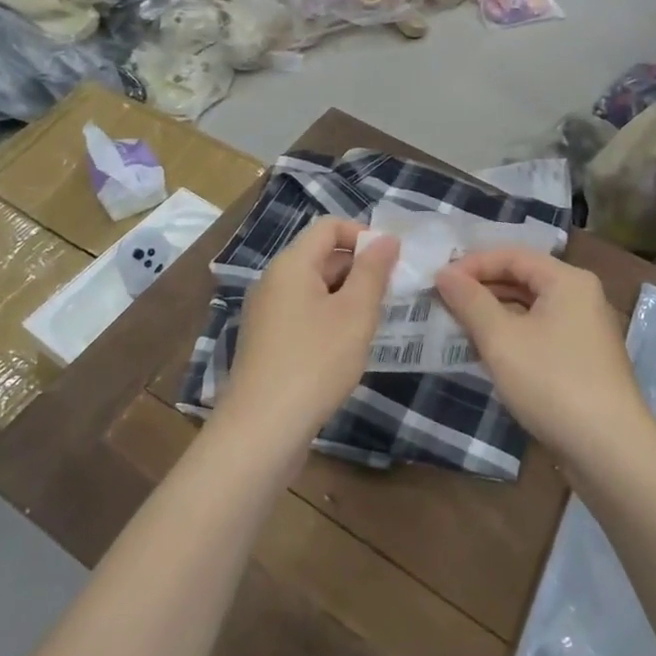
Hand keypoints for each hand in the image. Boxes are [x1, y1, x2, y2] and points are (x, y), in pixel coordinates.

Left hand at [217, 218, 399, 451]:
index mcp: (291, 264)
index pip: (329, 226)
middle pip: (321, 255)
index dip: (364, 235)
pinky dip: (330, 319)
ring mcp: (267, 313)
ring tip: (372, 324)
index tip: (392, 262)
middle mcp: (274, 281)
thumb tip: (386, 238)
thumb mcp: (355, 313)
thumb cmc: (315, 362)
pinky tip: (347, 348)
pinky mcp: (268, 342)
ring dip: (347, 296)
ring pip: (315, 288)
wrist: (262, 430)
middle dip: (359, 268)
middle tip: (390, 296)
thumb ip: (373, 271)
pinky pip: (304, 313)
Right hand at [435, 249, 649, 469]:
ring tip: (456, 324)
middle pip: (523, 278)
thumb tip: (445, 273)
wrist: (609, 450)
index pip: (513, 255)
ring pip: (531, 308)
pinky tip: (485, 352)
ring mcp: (585, 330)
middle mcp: (581, 296)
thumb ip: (470, 302)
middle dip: (481, 288)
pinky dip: (512, 335)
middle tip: (442, 301)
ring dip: (493, 313)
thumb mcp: (502, 339)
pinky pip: (540, 333)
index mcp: (567, 280)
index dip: (472, 264)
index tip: (438, 280)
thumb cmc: (552, 382)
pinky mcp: (582, 359)